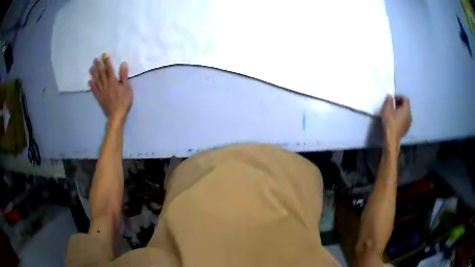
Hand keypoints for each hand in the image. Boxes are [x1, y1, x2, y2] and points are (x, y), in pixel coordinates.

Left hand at [89, 53, 132, 124]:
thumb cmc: (124, 101)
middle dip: (98, 66)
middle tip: (95, 59)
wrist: (116, 115)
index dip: (106, 61)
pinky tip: (89, 81)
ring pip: (96, 80)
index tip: (104, 54)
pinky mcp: (99, 97)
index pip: (109, 69)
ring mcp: (101, 91)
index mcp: (113, 81)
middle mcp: (106, 84)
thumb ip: (124, 75)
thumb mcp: (127, 88)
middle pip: (101, 73)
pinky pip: (94, 90)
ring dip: (93, 73)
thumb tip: (123, 64)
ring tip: (91, 67)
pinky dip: (92, 85)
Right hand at [381, 95, 411, 148]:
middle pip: (406, 106)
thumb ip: (389, 100)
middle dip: (400, 104)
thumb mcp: (387, 109)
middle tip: (392, 105)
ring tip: (393, 113)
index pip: (405, 98)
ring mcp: (409, 123)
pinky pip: (405, 120)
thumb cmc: (390, 122)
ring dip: (401, 111)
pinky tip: (395, 121)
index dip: (399, 97)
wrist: (392, 139)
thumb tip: (390, 96)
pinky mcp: (407, 129)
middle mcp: (410, 114)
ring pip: (406, 113)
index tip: (392, 99)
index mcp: (406, 108)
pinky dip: (401, 118)